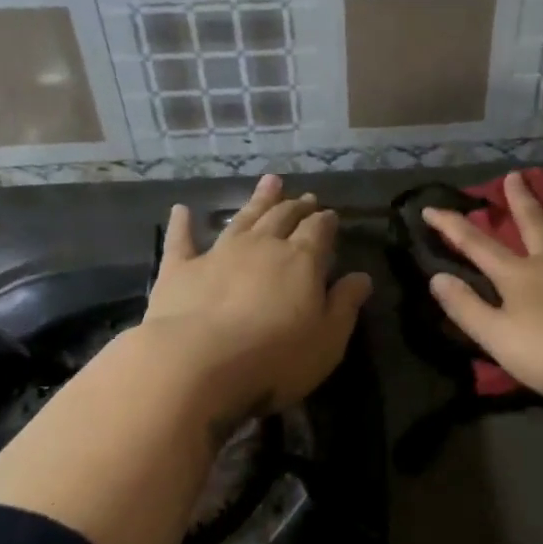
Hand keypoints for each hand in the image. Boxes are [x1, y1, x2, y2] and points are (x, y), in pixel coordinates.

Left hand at [139, 175, 371, 419]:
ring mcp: (219, 253)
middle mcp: (262, 246)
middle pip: (282, 217)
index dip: (326, 221)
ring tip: (269, 182)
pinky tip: (181, 210)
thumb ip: (345, 305)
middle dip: (296, 206)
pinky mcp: (180, 269)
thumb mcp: (327, 339)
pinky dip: (182, 224)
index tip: (330, 215)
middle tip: (305, 197)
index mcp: (300, 260)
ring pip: (242, 218)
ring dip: (257, 200)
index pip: (318, 231)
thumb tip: (362, 277)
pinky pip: (181, 240)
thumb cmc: (274, 356)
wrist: (197, 361)